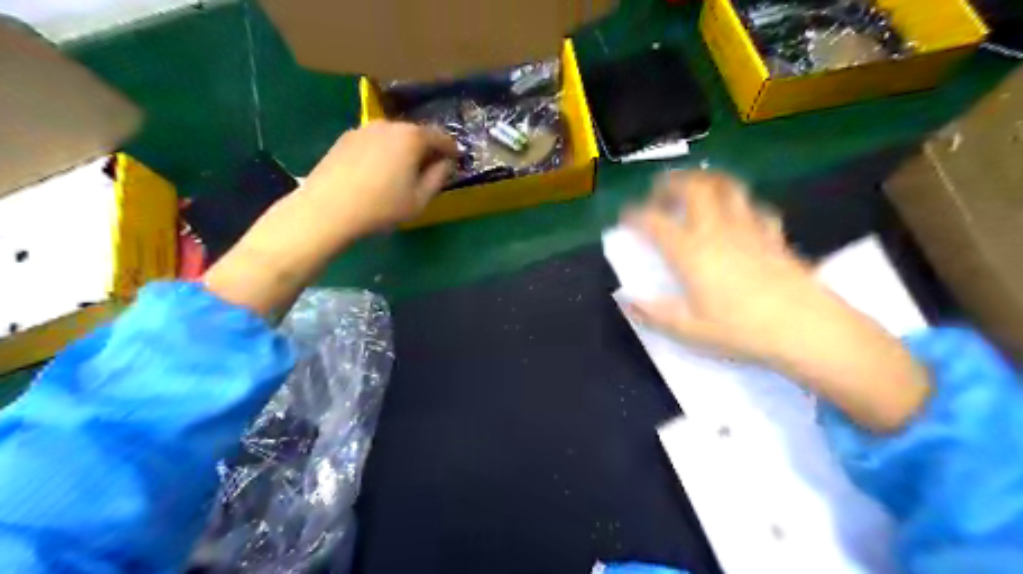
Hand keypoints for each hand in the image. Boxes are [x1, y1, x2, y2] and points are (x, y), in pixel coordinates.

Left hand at [204, 121, 456, 315]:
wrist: (328, 208)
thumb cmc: (381, 207)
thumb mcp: (419, 199)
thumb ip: (438, 178)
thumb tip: (445, 163)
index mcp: (412, 137)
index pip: (441, 137)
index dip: (451, 150)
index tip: (456, 160)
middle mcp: (389, 125)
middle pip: (416, 133)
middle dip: (427, 148)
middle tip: (431, 167)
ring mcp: (364, 129)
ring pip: (394, 136)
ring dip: (404, 149)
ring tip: (404, 170)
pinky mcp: (346, 138)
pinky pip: (375, 141)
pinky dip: (384, 151)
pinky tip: (379, 171)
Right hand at [624, 171, 927, 429]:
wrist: (806, 328)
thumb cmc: (742, 330)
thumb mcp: (690, 331)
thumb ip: (654, 314)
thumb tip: (625, 302)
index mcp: (690, 252)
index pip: (654, 222)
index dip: (635, 214)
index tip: (625, 216)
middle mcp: (716, 230)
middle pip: (693, 188)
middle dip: (672, 182)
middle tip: (660, 190)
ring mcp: (748, 227)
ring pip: (726, 186)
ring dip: (705, 180)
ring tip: (694, 187)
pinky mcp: (773, 234)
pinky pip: (753, 206)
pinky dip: (739, 203)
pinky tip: (737, 213)